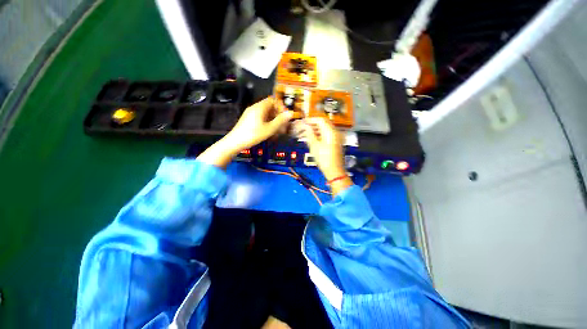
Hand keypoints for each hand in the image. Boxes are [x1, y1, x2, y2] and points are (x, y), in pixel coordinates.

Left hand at [225, 97, 292, 150]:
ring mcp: (249, 113)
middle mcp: (254, 107)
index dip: (280, 107)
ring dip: (272, 120)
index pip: (273, 100)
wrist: (234, 142)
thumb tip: (291, 113)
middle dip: (277, 115)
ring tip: (277, 131)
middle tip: (283, 125)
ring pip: (264, 113)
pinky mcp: (246, 120)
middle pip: (269, 107)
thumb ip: (280, 120)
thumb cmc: (253, 135)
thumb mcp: (269, 129)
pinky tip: (268, 132)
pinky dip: (265, 122)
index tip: (285, 116)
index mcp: (260, 107)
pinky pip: (259, 117)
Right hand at [298, 118, 352, 194]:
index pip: (320, 120)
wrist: (335, 171)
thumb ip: (309, 133)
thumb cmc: (324, 159)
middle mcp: (335, 132)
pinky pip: (328, 134)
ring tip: (305, 134)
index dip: (310, 120)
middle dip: (313, 124)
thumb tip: (305, 125)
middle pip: (323, 123)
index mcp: (331, 131)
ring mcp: (337, 137)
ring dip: (316, 129)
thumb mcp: (314, 146)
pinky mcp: (336, 143)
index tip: (302, 122)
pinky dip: (320, 134)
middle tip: (303, 127)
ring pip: (325, 129)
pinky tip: (312, 139)